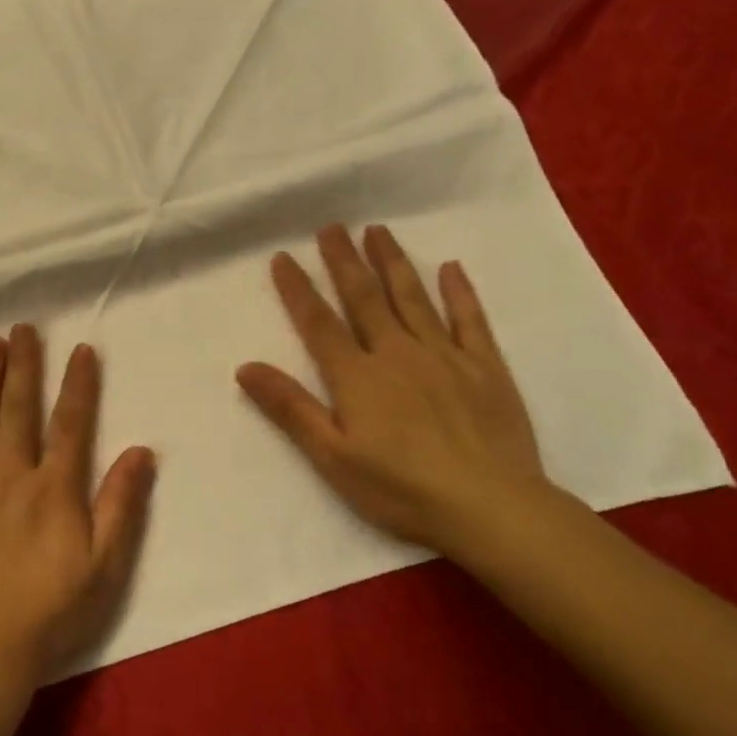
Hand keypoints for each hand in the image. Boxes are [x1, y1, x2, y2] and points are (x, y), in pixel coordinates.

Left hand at [0, 325, 155, 691]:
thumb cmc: (48, 612)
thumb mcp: (103, 568)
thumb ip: (120, 505)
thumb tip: (142, 450)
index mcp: (53, 488)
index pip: (70, 424)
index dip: (78, 385)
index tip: (81, 349)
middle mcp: (10, 474)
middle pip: (20, 409)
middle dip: (24, 365)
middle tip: (23, 327)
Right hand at [236, 224, 548, 554]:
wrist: (491, 508)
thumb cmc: (401, 488)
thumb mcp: (332, 456)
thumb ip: (290, 408)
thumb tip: (245, 366)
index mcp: (357, 376)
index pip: (318, 323)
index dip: (298, 289)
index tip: (283, 256)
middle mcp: (397, 353)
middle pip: (365, 298)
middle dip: (345, 261)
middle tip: (331, 227)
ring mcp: (445, 357)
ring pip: (413, 298)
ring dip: (392, 263)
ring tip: (378, 231)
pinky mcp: (486, 369)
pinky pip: (470, 321)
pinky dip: (460, 293)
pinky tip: (451, 268)